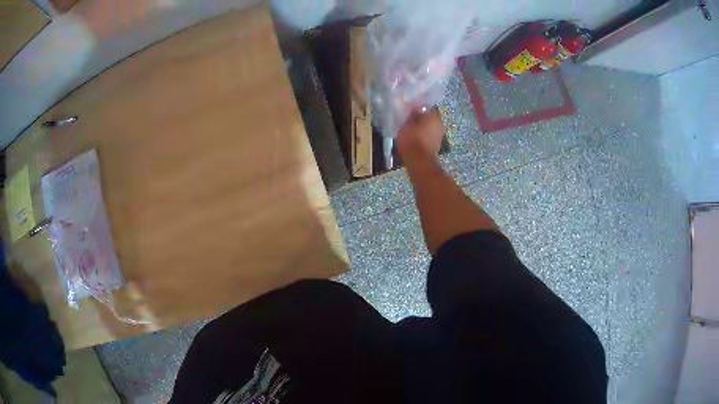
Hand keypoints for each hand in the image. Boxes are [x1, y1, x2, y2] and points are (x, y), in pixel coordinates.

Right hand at [397, 107, 444, 165]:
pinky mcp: (437, 145)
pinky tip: (415, 138)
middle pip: (430, 117)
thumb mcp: (406, 123)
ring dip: (423, 127)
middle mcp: (440, 123)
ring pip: (431, 127)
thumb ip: (411, 114)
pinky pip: (429, 136)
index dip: (419, 106)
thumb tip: (414, 109)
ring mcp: (440, 135)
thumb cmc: (412, 138)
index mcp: (434, 115)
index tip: (411, 108)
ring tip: (412, 129)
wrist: (418, 160)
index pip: (428, 106)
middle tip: (410, 118)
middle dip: (422, 117)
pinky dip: (424, 136)